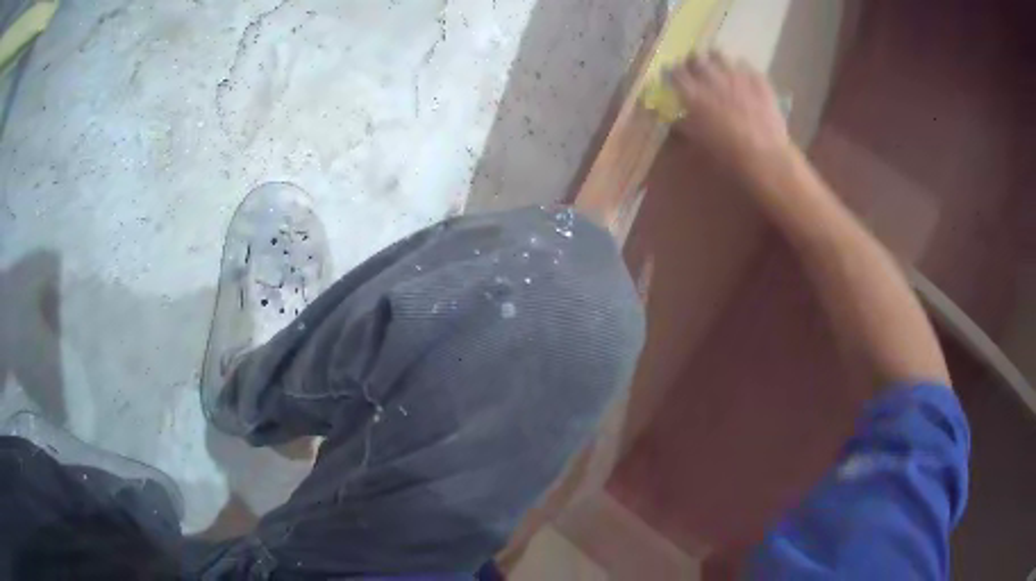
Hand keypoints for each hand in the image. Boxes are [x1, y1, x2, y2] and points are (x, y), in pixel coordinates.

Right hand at [671, 51, 791, 170]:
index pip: (676, 73)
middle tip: (696, 68)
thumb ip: (685, 126)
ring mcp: (737, 77)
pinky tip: (743, 76)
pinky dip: (742, 68)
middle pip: (697, 58)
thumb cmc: (728, 155)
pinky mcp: (758, 81)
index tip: (674, 77)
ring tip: (718, 67)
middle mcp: (713, 79)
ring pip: (721, 56)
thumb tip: (677, 120)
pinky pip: (747, 66)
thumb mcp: (700, 143)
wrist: (766, 157)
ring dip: (717, 60)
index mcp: (694, 94)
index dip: (673, 73)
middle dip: (694, 62)